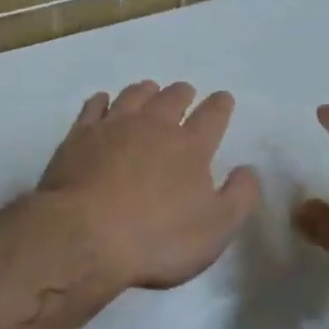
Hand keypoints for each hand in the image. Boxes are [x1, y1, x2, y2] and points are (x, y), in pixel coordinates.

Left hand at [34, 80, 260, 292]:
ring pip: (134, 95)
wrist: (84, 236)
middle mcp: (154, 125)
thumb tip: (248, 169)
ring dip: (146, 91)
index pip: (213, 115)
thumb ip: (240, 196)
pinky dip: (103, 101)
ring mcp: (114, 126)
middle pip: (172, 98)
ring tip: (149, 90)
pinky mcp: (80, 136)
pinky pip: (95, 107)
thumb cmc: (157, 238)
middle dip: (182, 93)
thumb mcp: (216, 229)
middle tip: (185, 93)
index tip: (223, 98)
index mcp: (190, 146)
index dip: (221, 104)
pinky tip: (104, 102)